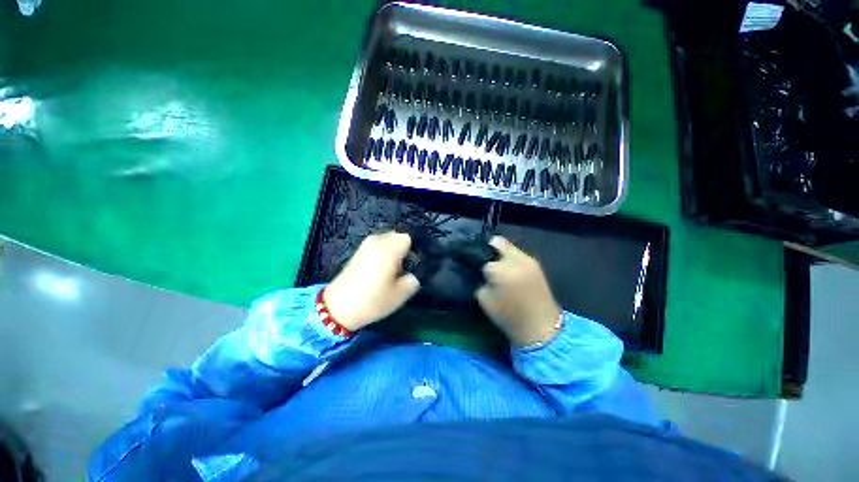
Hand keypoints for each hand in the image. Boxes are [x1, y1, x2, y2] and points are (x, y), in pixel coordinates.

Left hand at [324, 232, 420, 331]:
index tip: (414, 264)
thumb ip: (414, 278)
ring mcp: (366, 244)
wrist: (338, 307)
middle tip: (404, 268)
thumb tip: (415, 271)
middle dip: (404, 249)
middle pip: (398, 236)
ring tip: (392, 270)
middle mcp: (378, 240)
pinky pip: (378, 245)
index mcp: (390, 248)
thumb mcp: (401, 294)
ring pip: (388, 240)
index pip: (409, 238)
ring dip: (393, 251)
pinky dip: (383, 253)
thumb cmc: (373, 300)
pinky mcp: (359, 251)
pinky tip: (380, 269)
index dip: (415, 249)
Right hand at [475, 236, 561, 346]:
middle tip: (484, 262)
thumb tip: (479, 272)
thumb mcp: (484, 300)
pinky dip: (511, 259)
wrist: (541, 327)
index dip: (476, 263)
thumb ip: (479, 281)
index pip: (481, 257)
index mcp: (499, 268)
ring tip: (498, 268)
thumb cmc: (509, 316)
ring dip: (501, 255)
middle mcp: (514, 258)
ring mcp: (527, 259)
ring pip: (508, 247)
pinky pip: (518, 254)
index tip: (474, 268)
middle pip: (497, 242)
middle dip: (488, 250)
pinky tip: (510, 271)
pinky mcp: (536, 263)